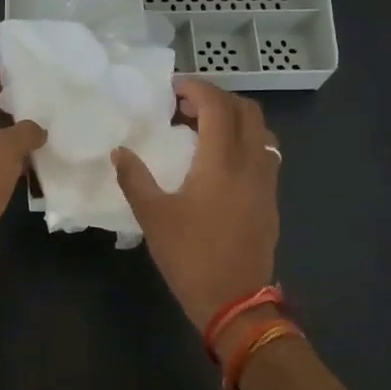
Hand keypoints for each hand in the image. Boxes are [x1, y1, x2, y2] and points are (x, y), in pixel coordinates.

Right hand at [112, 78, 279, 332]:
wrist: (235, 302)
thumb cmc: (191, 256)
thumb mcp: (153, 217)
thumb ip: (134, 178)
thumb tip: (120, 151)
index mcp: (221, 162)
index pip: (218, 106)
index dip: (197, 88)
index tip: (173, 88)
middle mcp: (251, 162)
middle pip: (247, 110)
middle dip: (218, 98)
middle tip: (186, 105)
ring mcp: (266, 181)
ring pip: (261, 130)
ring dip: (234, 118)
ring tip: (203, 128)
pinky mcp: (270, 198)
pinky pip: (264, 151)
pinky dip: (244, 139)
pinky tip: (219, 159)